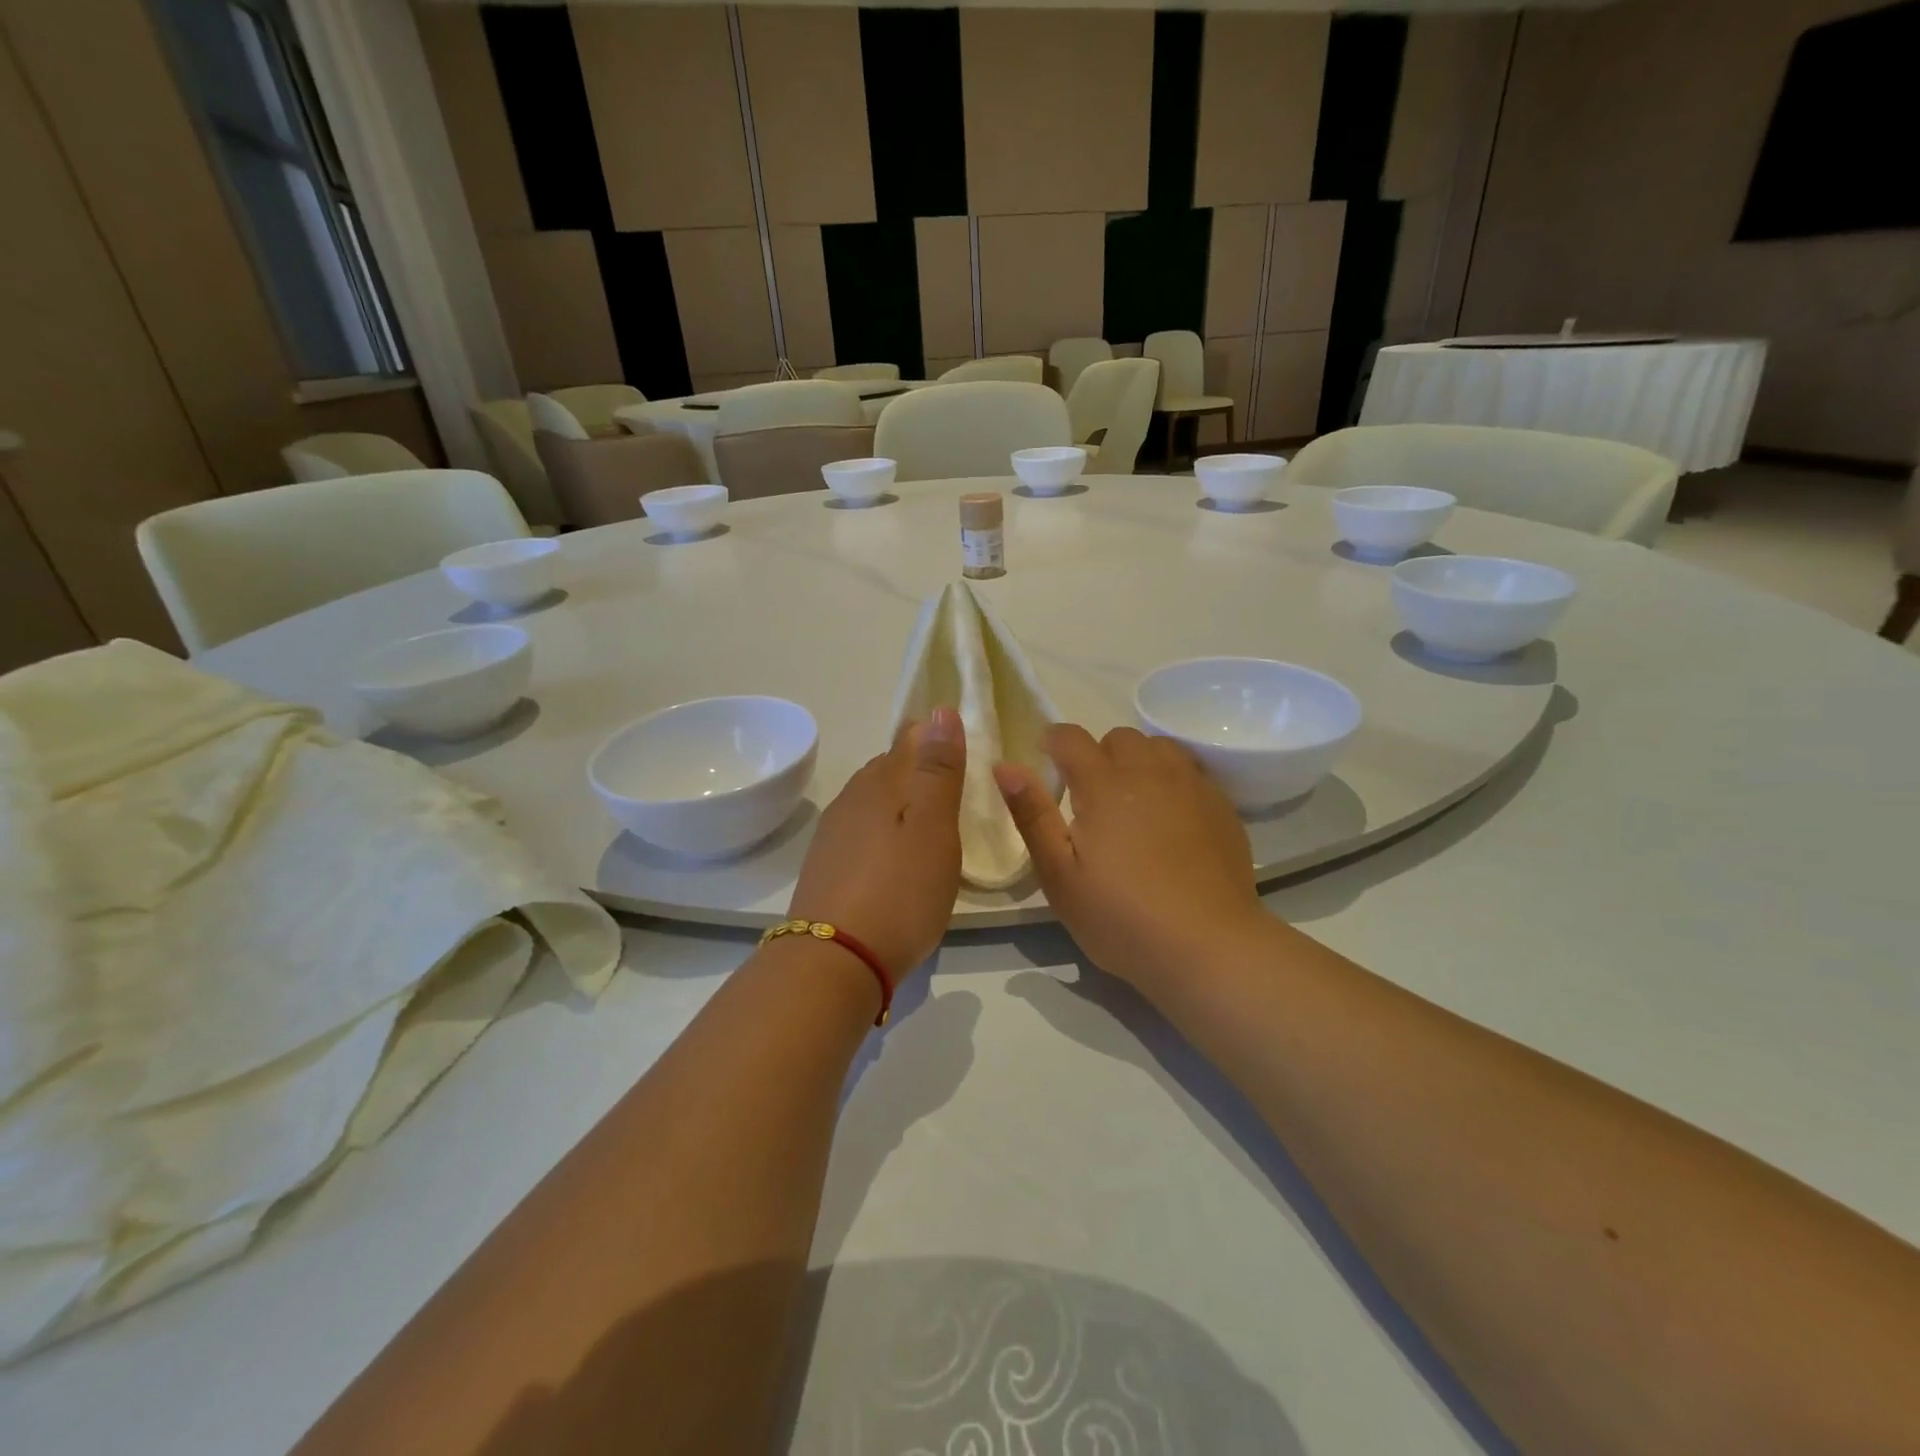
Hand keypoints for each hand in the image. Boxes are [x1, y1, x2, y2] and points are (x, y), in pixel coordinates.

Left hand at [788, 707, 965, 976]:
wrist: (834, 960)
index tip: (964, 749)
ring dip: (900, 802)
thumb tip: (940, 710)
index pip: (910, 739)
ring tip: (929, 820)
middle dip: (919, 768)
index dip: (936, 737)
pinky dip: (883, 832)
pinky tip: (894, 856)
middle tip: (954, 785)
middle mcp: (853, 799)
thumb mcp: (934, 827)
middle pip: (888, 768)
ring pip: (872, 801)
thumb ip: (938, 769)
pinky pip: (861, 832)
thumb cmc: (899, 890)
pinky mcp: (826, 867)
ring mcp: (834, 834)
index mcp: (881, 782)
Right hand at [994, 725, 1269, 994]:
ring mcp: (1191, 785)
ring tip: (1133, 803)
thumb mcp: (1059, 876)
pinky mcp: (1221, 805)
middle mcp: (1149, 771)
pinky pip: (1190, 771)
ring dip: (1139, 762)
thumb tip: (1005, 765)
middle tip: (1091, 798)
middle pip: (1118, 737)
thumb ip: (1032, 815)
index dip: (1052, 743)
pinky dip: (1172, 781)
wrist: (1209, 947)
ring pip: (1159, 747)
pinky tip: (1171, 820)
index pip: (1070, 737)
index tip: (1048, 766)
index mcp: (1103, 784)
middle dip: (1098, 755)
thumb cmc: (1121, 917)